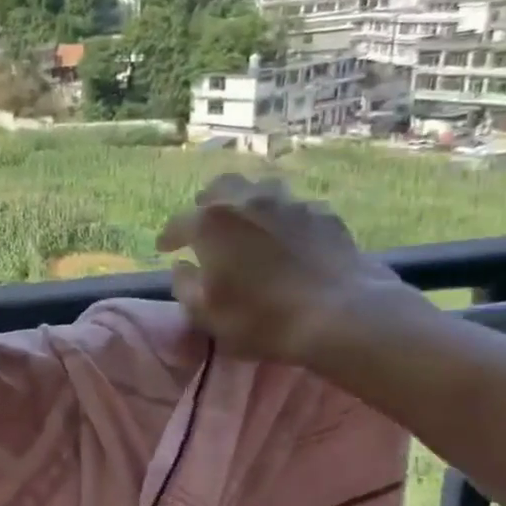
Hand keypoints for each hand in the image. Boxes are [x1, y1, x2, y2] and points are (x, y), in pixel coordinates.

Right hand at [156, 174, 416, 364]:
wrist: (341, 315)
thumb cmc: (262, 318)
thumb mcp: (207, 314)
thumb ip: (185, 286)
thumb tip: (182, 266)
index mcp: (211, 223)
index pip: (178, 223)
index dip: (168, 237)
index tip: (164, 249)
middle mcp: (247, 201)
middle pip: (220, 187)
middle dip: (207, 203)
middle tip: (204, 224)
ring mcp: (290, 203)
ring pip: (260, 188)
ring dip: (247, 202)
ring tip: (246, 223)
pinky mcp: (324, 214)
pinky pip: (294, 207)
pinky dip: (282, 218)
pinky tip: (286, 236)